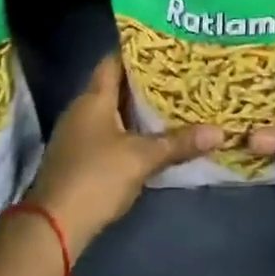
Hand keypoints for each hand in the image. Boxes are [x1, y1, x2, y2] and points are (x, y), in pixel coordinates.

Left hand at [27, 53, 222, 251]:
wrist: (54, 226)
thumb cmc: (97, 177)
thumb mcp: (142, 158)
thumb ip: (179, 142)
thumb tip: (220, 131)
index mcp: (93, 99)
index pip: (113, 62)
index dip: (137, 53)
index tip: (166, 49)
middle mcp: (81, 110)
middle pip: (115, 87)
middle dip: (145, 83)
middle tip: (179, 76)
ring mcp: (77, 135)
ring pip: (112, 112)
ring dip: (137, 110)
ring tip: (172, 103)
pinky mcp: (78, 158)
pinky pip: (108, 133)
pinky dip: (129, 131)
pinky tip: (151, 137)